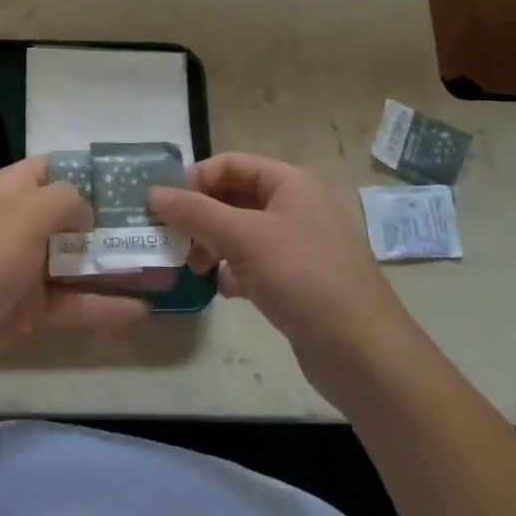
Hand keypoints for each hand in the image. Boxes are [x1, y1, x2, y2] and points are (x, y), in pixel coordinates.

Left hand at [0, 157, 152, 396]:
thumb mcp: (25, 216)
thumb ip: (64, 201)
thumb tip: (86, 209)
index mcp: (10, 190)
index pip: (55, 167)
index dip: (93, 171)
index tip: (136, 181)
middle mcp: (17, 224)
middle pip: (72, 215)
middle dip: (114, 221)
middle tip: (162, 227)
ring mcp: (22, 268)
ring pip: (76, 261)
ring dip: (115, 264)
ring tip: (164, 268)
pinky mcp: (26, 309)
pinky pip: (71, 302)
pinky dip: (103, 306)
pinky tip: (142, 310)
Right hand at [149, 153, 411, 365]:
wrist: (363, 352)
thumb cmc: (302, 277)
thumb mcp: (242, 237)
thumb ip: (194, 212)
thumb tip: (153, 192)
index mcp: (290, 183)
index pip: (231, 164)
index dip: (195, 178)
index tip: (163, 205)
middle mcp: (296, 206)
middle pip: (235, 197)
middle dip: (200, 215)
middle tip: (171, 238)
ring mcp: (299, 245)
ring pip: (241, 232)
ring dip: (212, 244)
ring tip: (192, 267)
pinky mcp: (298, 280)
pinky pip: (254, 263)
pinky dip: (233, 270)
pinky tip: (223, 289)